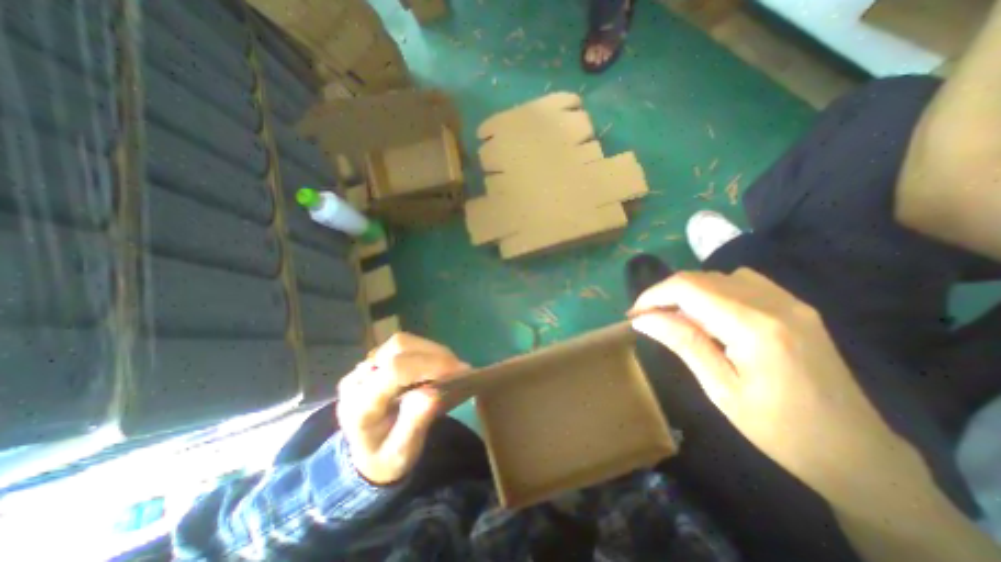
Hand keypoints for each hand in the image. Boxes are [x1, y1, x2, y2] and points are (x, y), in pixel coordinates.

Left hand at [336, 335, 468, 481]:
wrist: (367, 454)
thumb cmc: (386, 457)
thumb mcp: (402, 453)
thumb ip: (415, 424)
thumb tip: (434, 392)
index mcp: (359, 405)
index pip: (395, 370)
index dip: (430, 365)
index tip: (460, 370)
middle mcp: (357, 379)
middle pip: (399, 347)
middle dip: (434, 354)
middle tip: (458, 369)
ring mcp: (364, 366)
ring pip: (403, 342)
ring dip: (432, 351)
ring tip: (449, 368)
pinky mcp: (374, 360)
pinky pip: (404, 346)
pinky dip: (426, 351)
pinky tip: (436, 366)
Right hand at [632, 269, 909, 493]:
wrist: (857, 452)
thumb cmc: (780, 430)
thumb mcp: (720, 389)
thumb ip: (682, 343)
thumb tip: (642, 319)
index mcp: (754, 327)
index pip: (688, 288)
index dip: (653, 295)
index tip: (634, 314)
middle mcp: (774, 303)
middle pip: (701, 278)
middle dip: (666, 293)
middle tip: (649, 318)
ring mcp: (790, 301)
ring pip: (719, 277)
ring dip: (688, 292)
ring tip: (678, 319)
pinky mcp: (796, 306)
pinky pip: (742, 282)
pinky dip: (713, 291)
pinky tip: (711, 315)